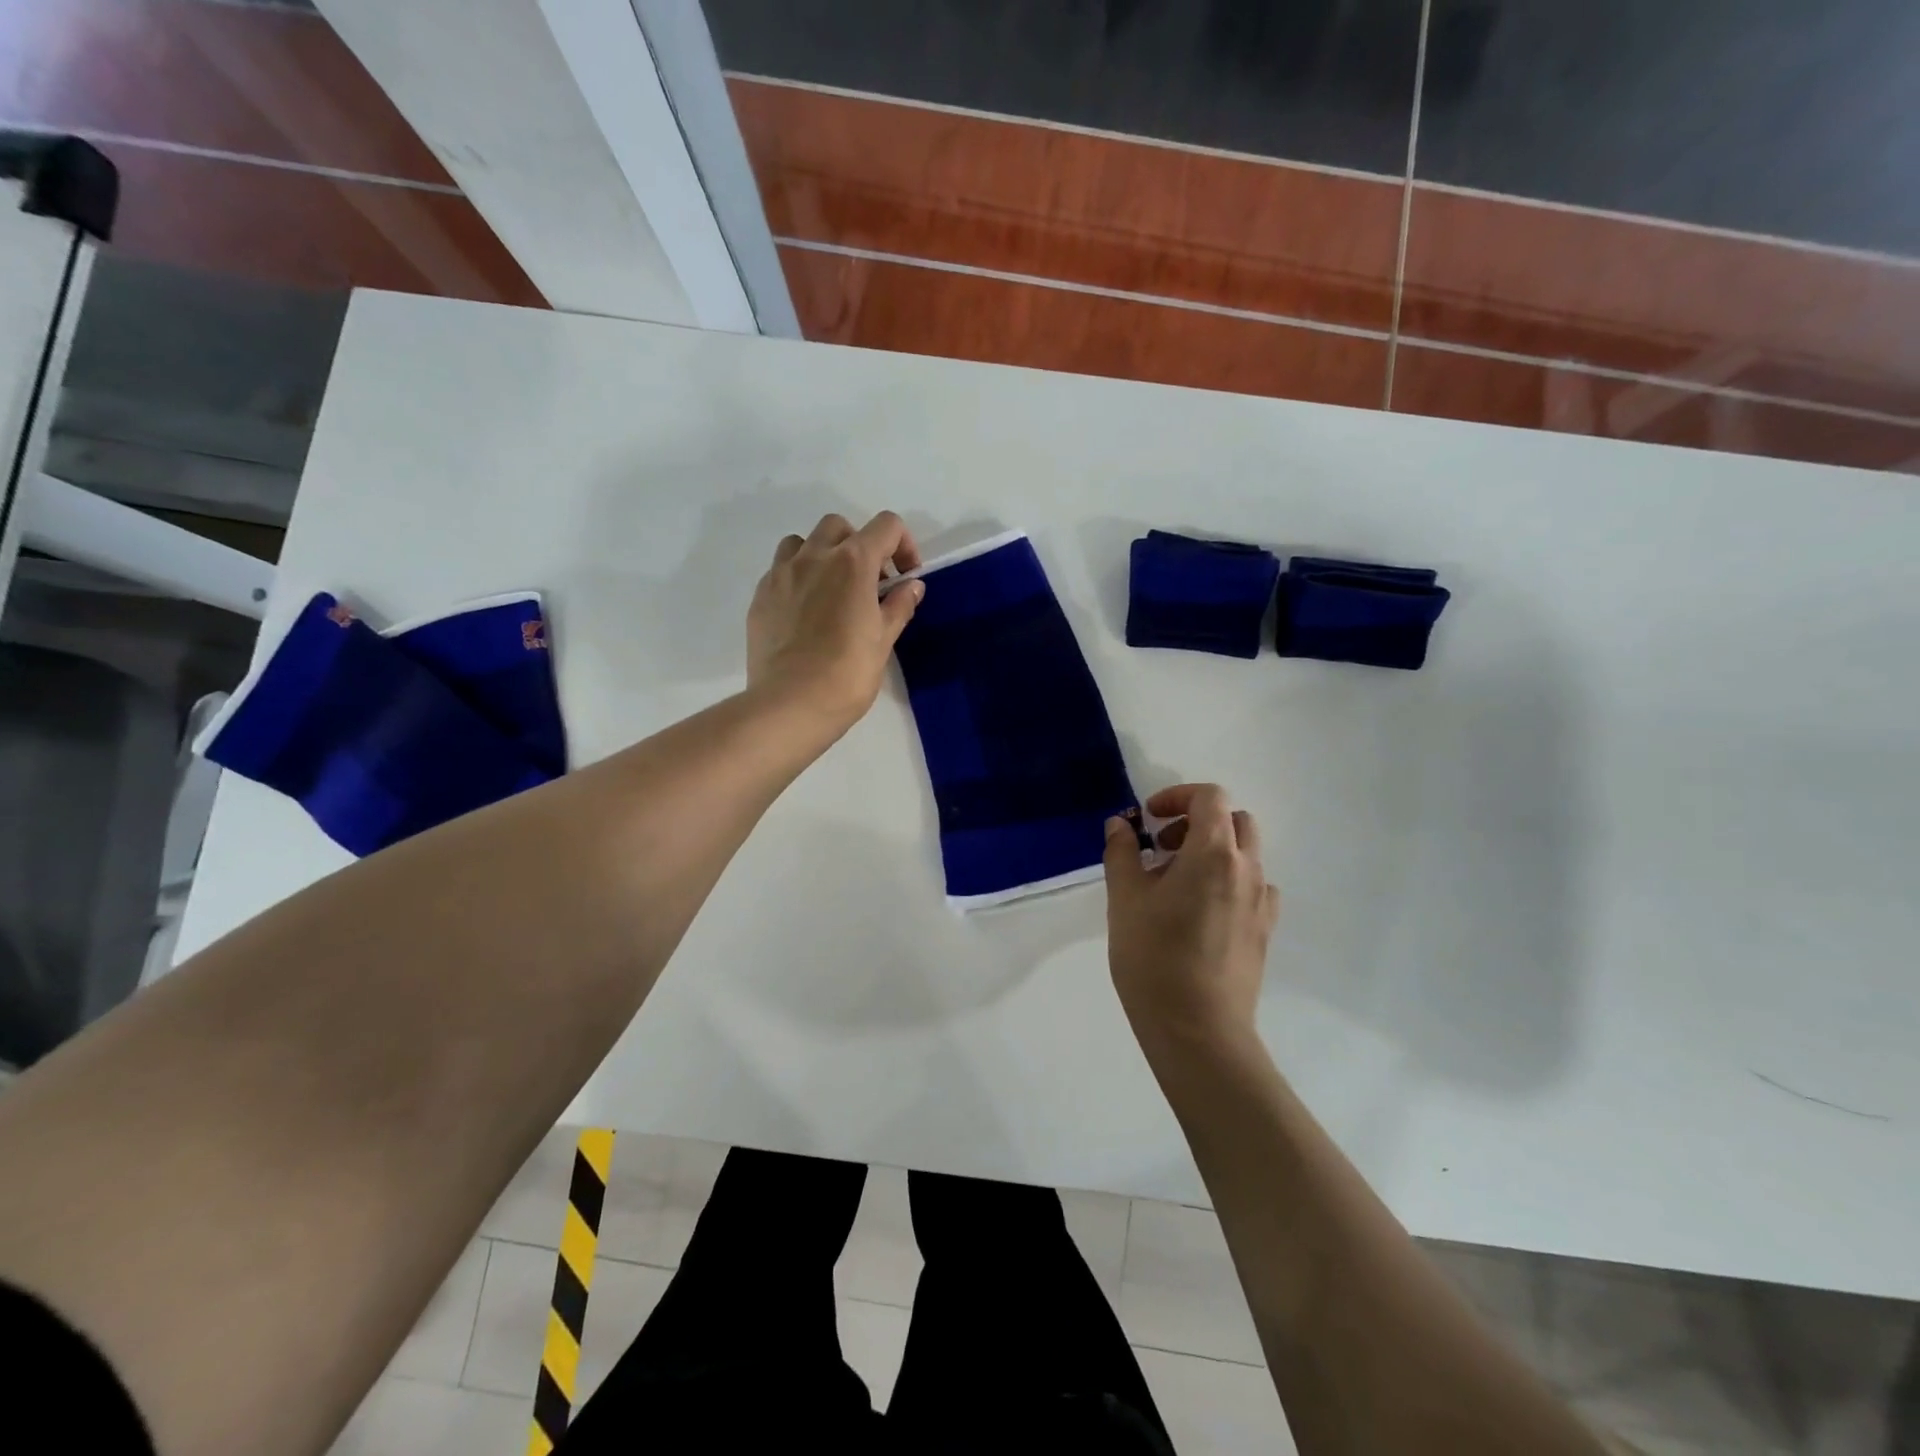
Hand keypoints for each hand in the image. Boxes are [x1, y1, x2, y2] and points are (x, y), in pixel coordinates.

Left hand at [747, 511, 923, 737]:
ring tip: (831, 591)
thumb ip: (899, 606)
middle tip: (868, 585)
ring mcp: (781, 574)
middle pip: (839, 527)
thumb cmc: (847, 674)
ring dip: (822, 555)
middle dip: (859, 546)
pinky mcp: (760, 596)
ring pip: (803, 542)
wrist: (790, 704)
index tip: (904, 577)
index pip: (886, 526)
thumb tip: (912, 586)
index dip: (903, 545)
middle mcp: (815, 557)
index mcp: (853, 563)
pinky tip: (805, 613)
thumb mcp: (883, 641)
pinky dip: (798, 578)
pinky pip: (781, 570)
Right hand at [1103, 784, 1280, 1055]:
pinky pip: (1252, 886)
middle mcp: (1247, 869)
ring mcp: (1262, 901)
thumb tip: (1120, 824)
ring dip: (1212, 850)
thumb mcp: (1124, 899)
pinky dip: (1227, 880)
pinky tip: (1200, 911)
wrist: (1198, 1030)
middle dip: (1196, 821)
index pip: (1210, 797)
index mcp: (1214, 853)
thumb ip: (1122, 852)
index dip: (1177, 796)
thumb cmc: (1154, 958)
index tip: (1149, 819)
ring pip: (1245, 854)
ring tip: (1175, 883)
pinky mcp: (1264, 930)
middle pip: (1234, 820)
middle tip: (1161, 847)